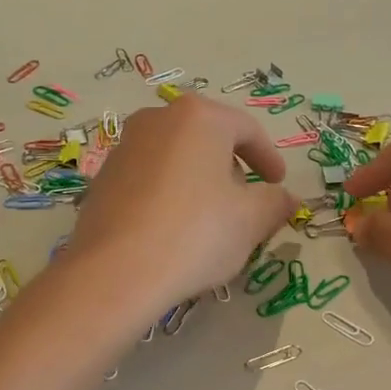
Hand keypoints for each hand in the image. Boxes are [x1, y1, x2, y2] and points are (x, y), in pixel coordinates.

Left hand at [67, 95, 296, 317]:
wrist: (115, 273)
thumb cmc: (195, 234)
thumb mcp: (251, 220)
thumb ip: (275, 202)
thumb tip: (287, 199)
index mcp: (199, 117)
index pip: (247, 130)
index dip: (269, 158)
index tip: (279, 184)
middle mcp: (158, 119)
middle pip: (208, 139)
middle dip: (232, 168)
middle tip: (247, 202)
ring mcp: (124, 147)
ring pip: (177, 158)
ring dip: (200, 182)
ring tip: (211, 219)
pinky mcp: (103, 179)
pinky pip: (150, 179)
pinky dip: (170, 195)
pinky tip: (175, 230)